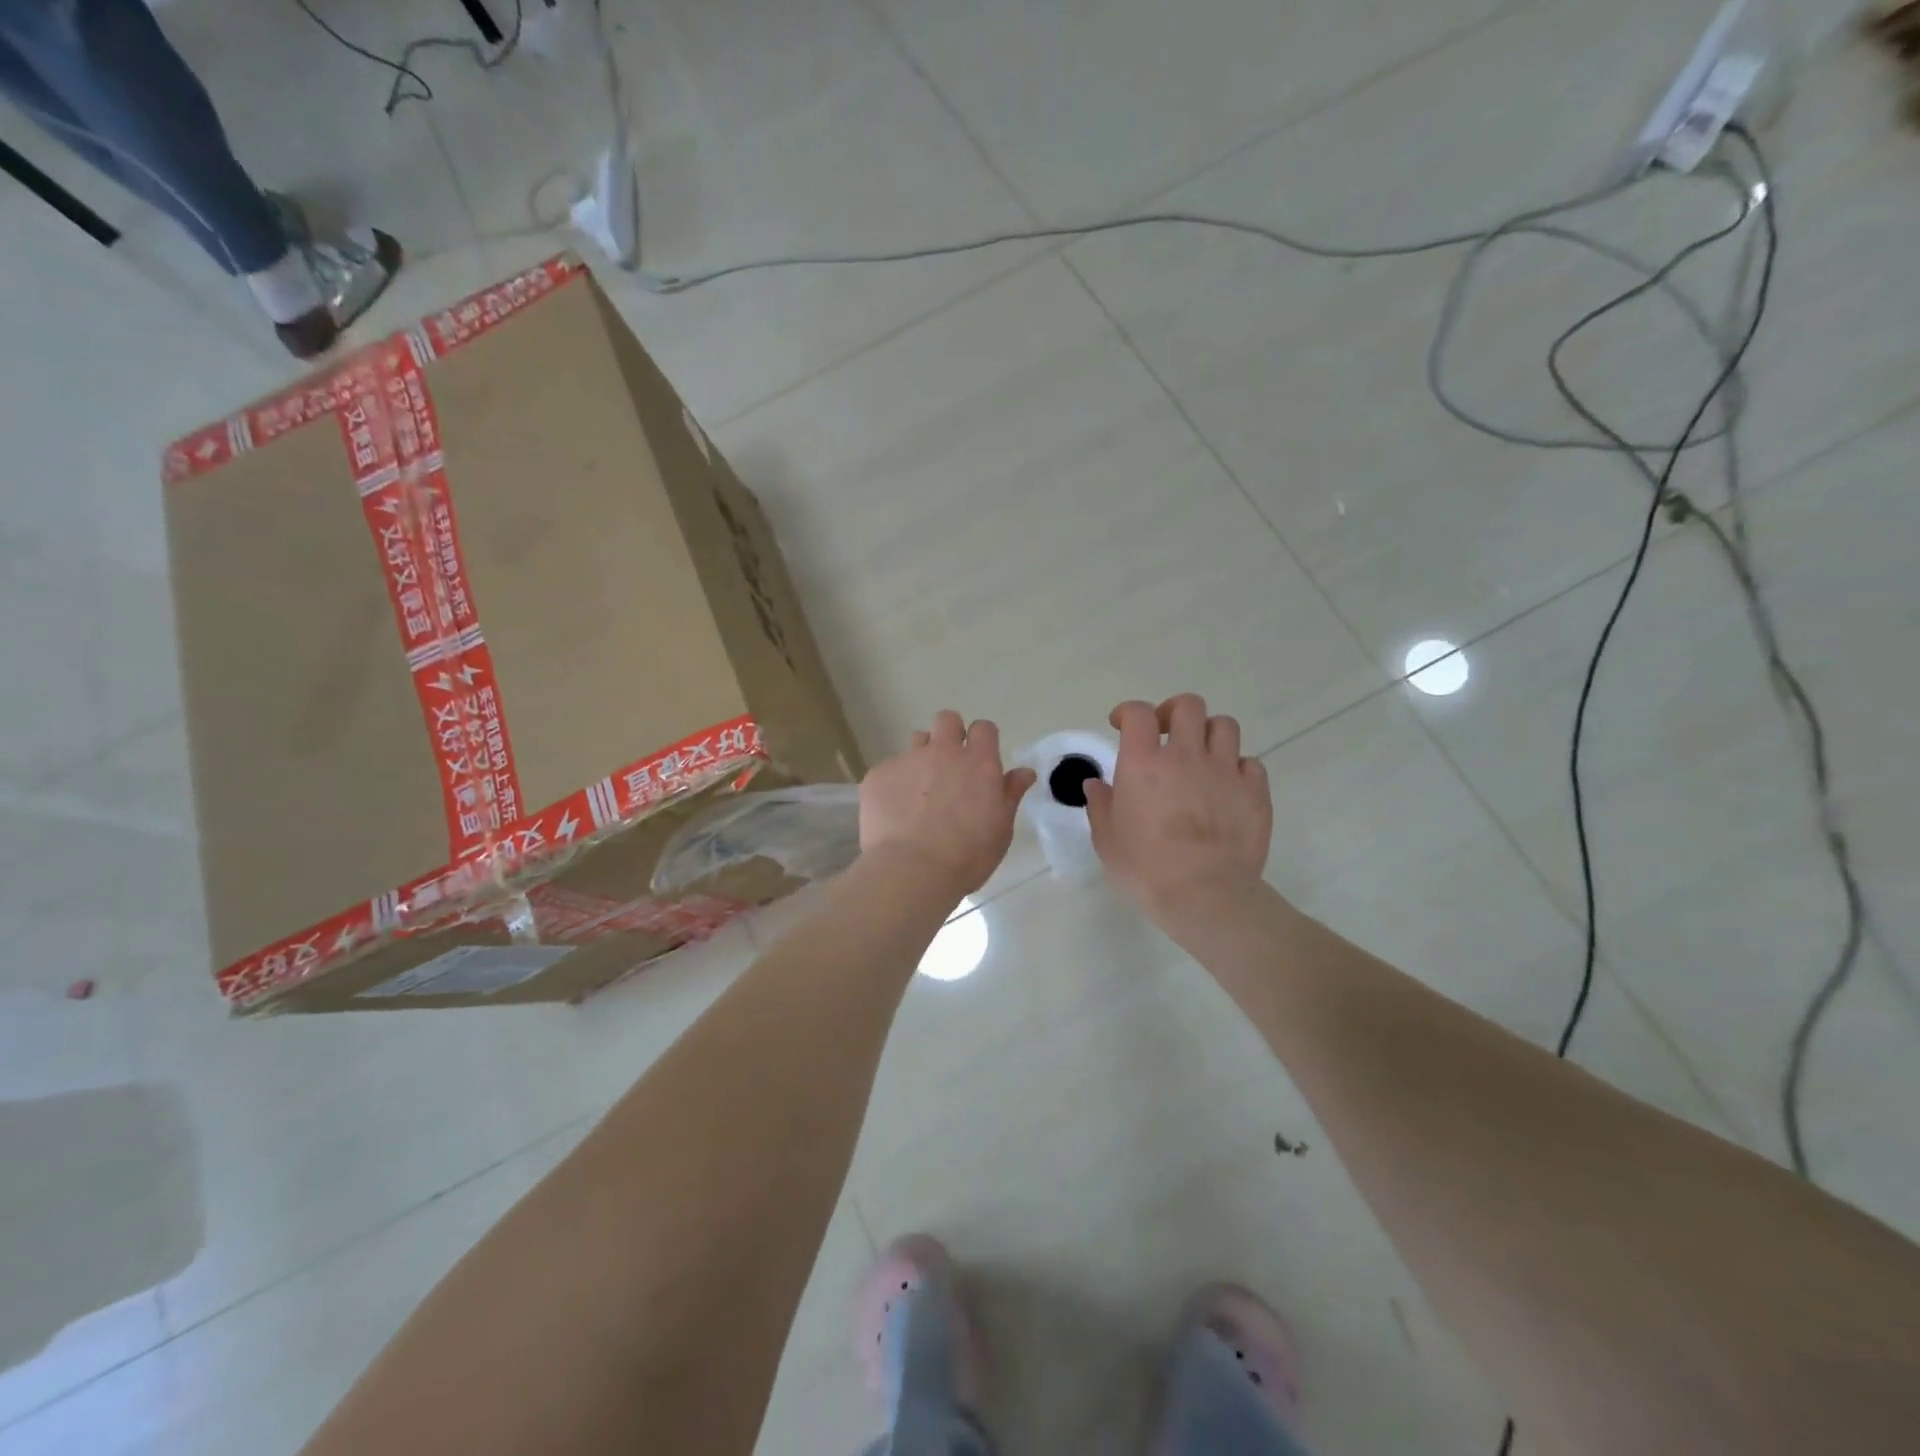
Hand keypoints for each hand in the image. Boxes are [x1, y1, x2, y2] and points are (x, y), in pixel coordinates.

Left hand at [859, 711, 1036, 897]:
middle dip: (950, 734)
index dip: (982, 740)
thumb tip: (1024, 772)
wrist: (912, 871)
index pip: (983, 728)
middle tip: (950, 767)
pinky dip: (895, 784)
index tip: (980, 760)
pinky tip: (895, 812)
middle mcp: (943, 752)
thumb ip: (1010, 794)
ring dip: (922, 756)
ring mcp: (907, 761)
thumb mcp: (1001, 829)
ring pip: (917, 740)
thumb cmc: (967, 856)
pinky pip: (889, 769)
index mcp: (978, 763)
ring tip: (920, 790)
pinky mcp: (877, 776)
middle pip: (947, 720)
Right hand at [1084, 695, 1271, 923]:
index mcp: (1143, 763)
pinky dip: (1238, 767)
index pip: (1138, 713)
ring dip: (1209, 734)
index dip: (1128, 712)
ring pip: (1225, 725)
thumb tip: (1096, 784)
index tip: (1121, 725)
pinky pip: (1251, 763)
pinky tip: (1228, 786)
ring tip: (1201, 756)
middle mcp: (1186, 755)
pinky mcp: (1255, 792)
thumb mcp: (1107, 840)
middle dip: (1174, 712)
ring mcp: (1225, 771)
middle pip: (1188, 705)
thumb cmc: (1145, 868)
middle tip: (1165, 733)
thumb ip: (1100, 806)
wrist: (1203, 894)